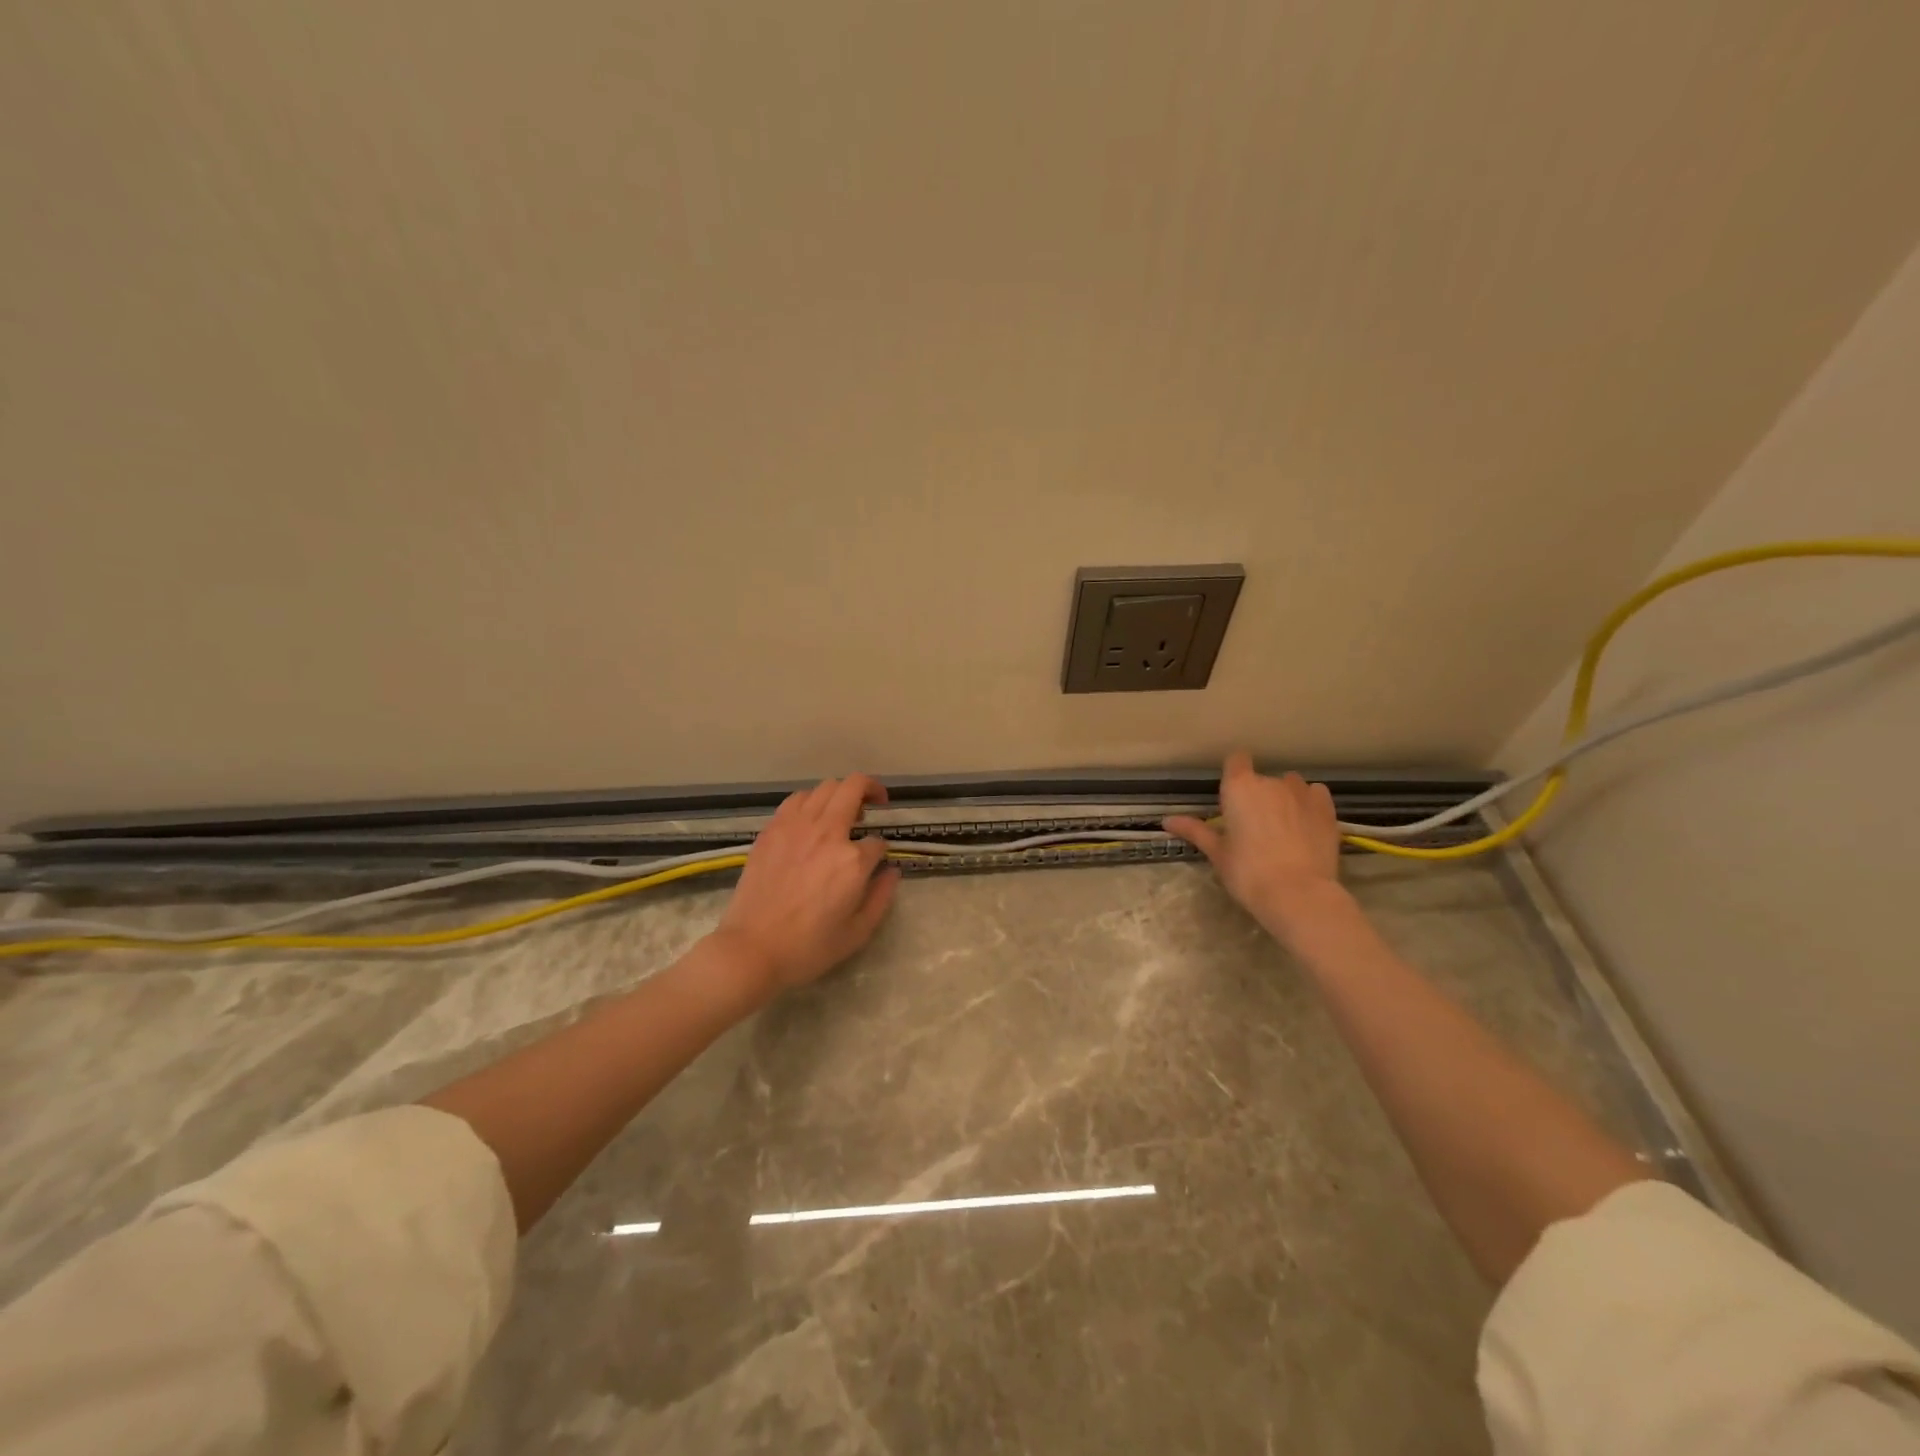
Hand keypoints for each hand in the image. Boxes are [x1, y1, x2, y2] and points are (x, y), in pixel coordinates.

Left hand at [711, 774, 899, 1001]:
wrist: (752, 949)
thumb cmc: (808, 948)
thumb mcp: (858, 932)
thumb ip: (881, 896)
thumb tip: (892, 871)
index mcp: (852, 860)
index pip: (877, 841)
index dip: (881, 851)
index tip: (876, 863)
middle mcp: (827, 833)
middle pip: (854, 788)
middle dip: (872, 790)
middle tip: (876, 803)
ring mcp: (795, 827)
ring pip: (825, 787)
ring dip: (841, 793)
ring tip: (842, 811)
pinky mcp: (771, 830)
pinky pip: (796, 799)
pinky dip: (811, 801)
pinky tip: (811, 818)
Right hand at [1165, 752, 1347, 939]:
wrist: (1298, 894)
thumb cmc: (1248, 873)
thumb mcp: (1217, 853)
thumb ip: (1195, 831)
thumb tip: (1166, 821)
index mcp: (1239, 788)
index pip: (1236, 760)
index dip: (1234, 774)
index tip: (1232, 795)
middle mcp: (1270, 781)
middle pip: (1262, 779)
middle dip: (1257, 796)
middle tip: (1253, 826)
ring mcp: (1302, 792)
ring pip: (1290, 785)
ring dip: (1284, 798)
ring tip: (1283, 827)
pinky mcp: (1327, 807)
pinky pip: (1315, 794)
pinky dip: (1308, 803)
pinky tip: (1305, 823)